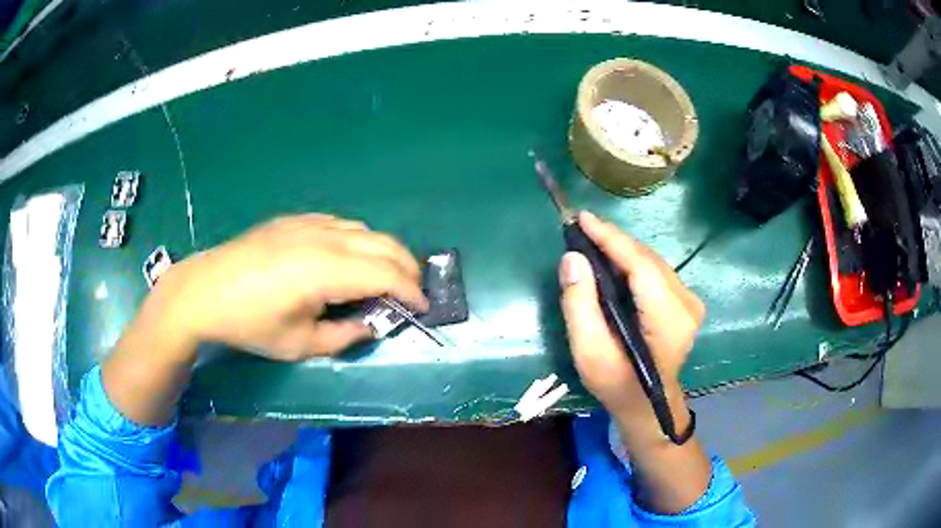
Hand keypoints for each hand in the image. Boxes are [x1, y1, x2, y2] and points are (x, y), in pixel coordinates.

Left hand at [152, 214, 427, 360]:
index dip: (411, 291)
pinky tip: (351, 258)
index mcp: (324, 271)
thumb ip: (344, 336)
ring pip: (364, 230)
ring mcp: (308, 224)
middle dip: (407, 267)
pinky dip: (359, 240)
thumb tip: (371, 325)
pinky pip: (340, 224)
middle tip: (412, 293)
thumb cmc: (250, 324)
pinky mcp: (294, 220)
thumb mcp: (299, 344)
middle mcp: (323, 238)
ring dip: (384, 251)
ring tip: (385, 277)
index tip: (423, 308)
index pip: (385, 274)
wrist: (205, 290)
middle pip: (383, 244)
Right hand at [558, 212, 704, 440]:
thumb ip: (580, 306)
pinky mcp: (685, 301)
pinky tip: (611, 259)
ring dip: (621, 249)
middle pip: (647, 259)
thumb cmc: (617, 384)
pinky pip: (655, 270)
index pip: (641, 266)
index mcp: (669, 320)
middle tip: (580, 228)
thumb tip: (572, 258)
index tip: (583, 219)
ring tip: (591, 240)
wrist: (647, 404)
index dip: (612, 239)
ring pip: (652, 261)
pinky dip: (631, 261)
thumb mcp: (589, 353)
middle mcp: (687, 304)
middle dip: (613, 241)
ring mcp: (690, 302)